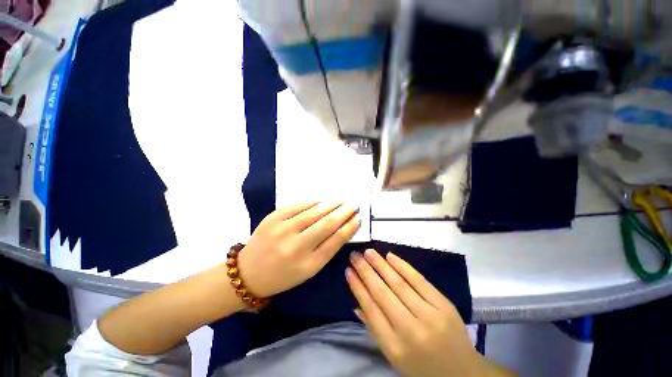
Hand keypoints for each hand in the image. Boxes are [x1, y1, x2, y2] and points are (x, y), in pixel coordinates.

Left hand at [238, 202, 360, 297]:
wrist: (249, 273)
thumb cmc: (283, 275)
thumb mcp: (308, 270)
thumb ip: (325, 250)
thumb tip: (341, 228)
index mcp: (308, 265)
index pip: (335, 241)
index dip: (349, 227)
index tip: (358, 218)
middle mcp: (296, 247)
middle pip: (326, 224)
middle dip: (343, 212)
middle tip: (353, 204)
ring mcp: (283, 230)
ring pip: (313, 212)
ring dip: (331, 204)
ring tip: (342, 199)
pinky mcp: (272, 219)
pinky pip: (297, 205)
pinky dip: (312, 201)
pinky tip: (322, 199)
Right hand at [346, 249, 496, 376]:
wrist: (461, 372)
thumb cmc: (421, 366)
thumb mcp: (393, 356)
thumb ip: (374, 328)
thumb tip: (356, 303)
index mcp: (395, 347)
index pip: (371, 309)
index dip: (358, 287)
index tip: (348, 271)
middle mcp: (411, 330)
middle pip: (382, 293)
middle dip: (365, 271)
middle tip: (354, 255)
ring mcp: (430, 315)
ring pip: (399, 283)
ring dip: (381, 264)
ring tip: (368, 252)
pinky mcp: (444, 304)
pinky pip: (419, 280)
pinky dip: (403, 266)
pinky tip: (390, 256)